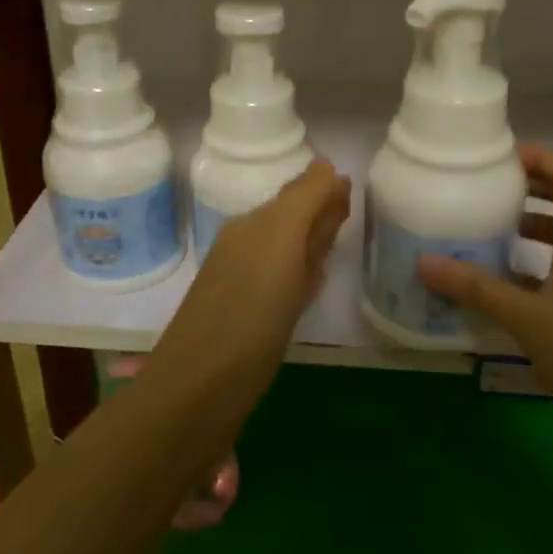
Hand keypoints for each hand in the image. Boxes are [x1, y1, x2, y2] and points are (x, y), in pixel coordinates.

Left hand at [154, 159, 350, 395]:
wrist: (200, 390)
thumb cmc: (249, 312)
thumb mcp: (280, 242)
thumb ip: (304, 200)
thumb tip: (325, 163)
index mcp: (252, 226)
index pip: (295, 195)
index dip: (323, 192)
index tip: (352, 191)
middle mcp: (245, 248)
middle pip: (289, 223)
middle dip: (317, 216)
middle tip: (348, 213)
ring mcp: (244, 286)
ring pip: (285, 254)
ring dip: (309, 245)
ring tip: (335, 245)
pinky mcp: (247, 321)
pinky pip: (280, 285)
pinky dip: (299, 277)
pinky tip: (310, 286)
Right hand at [418, 144, 552, 423]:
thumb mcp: (529, 320)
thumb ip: (477, 288)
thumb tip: (424, 263)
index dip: (536, 155)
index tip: (496, 161)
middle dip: (527, 188)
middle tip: (482, 192)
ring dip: (533, 225)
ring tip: (488, 234)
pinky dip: (545, 258)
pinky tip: (512, 286)